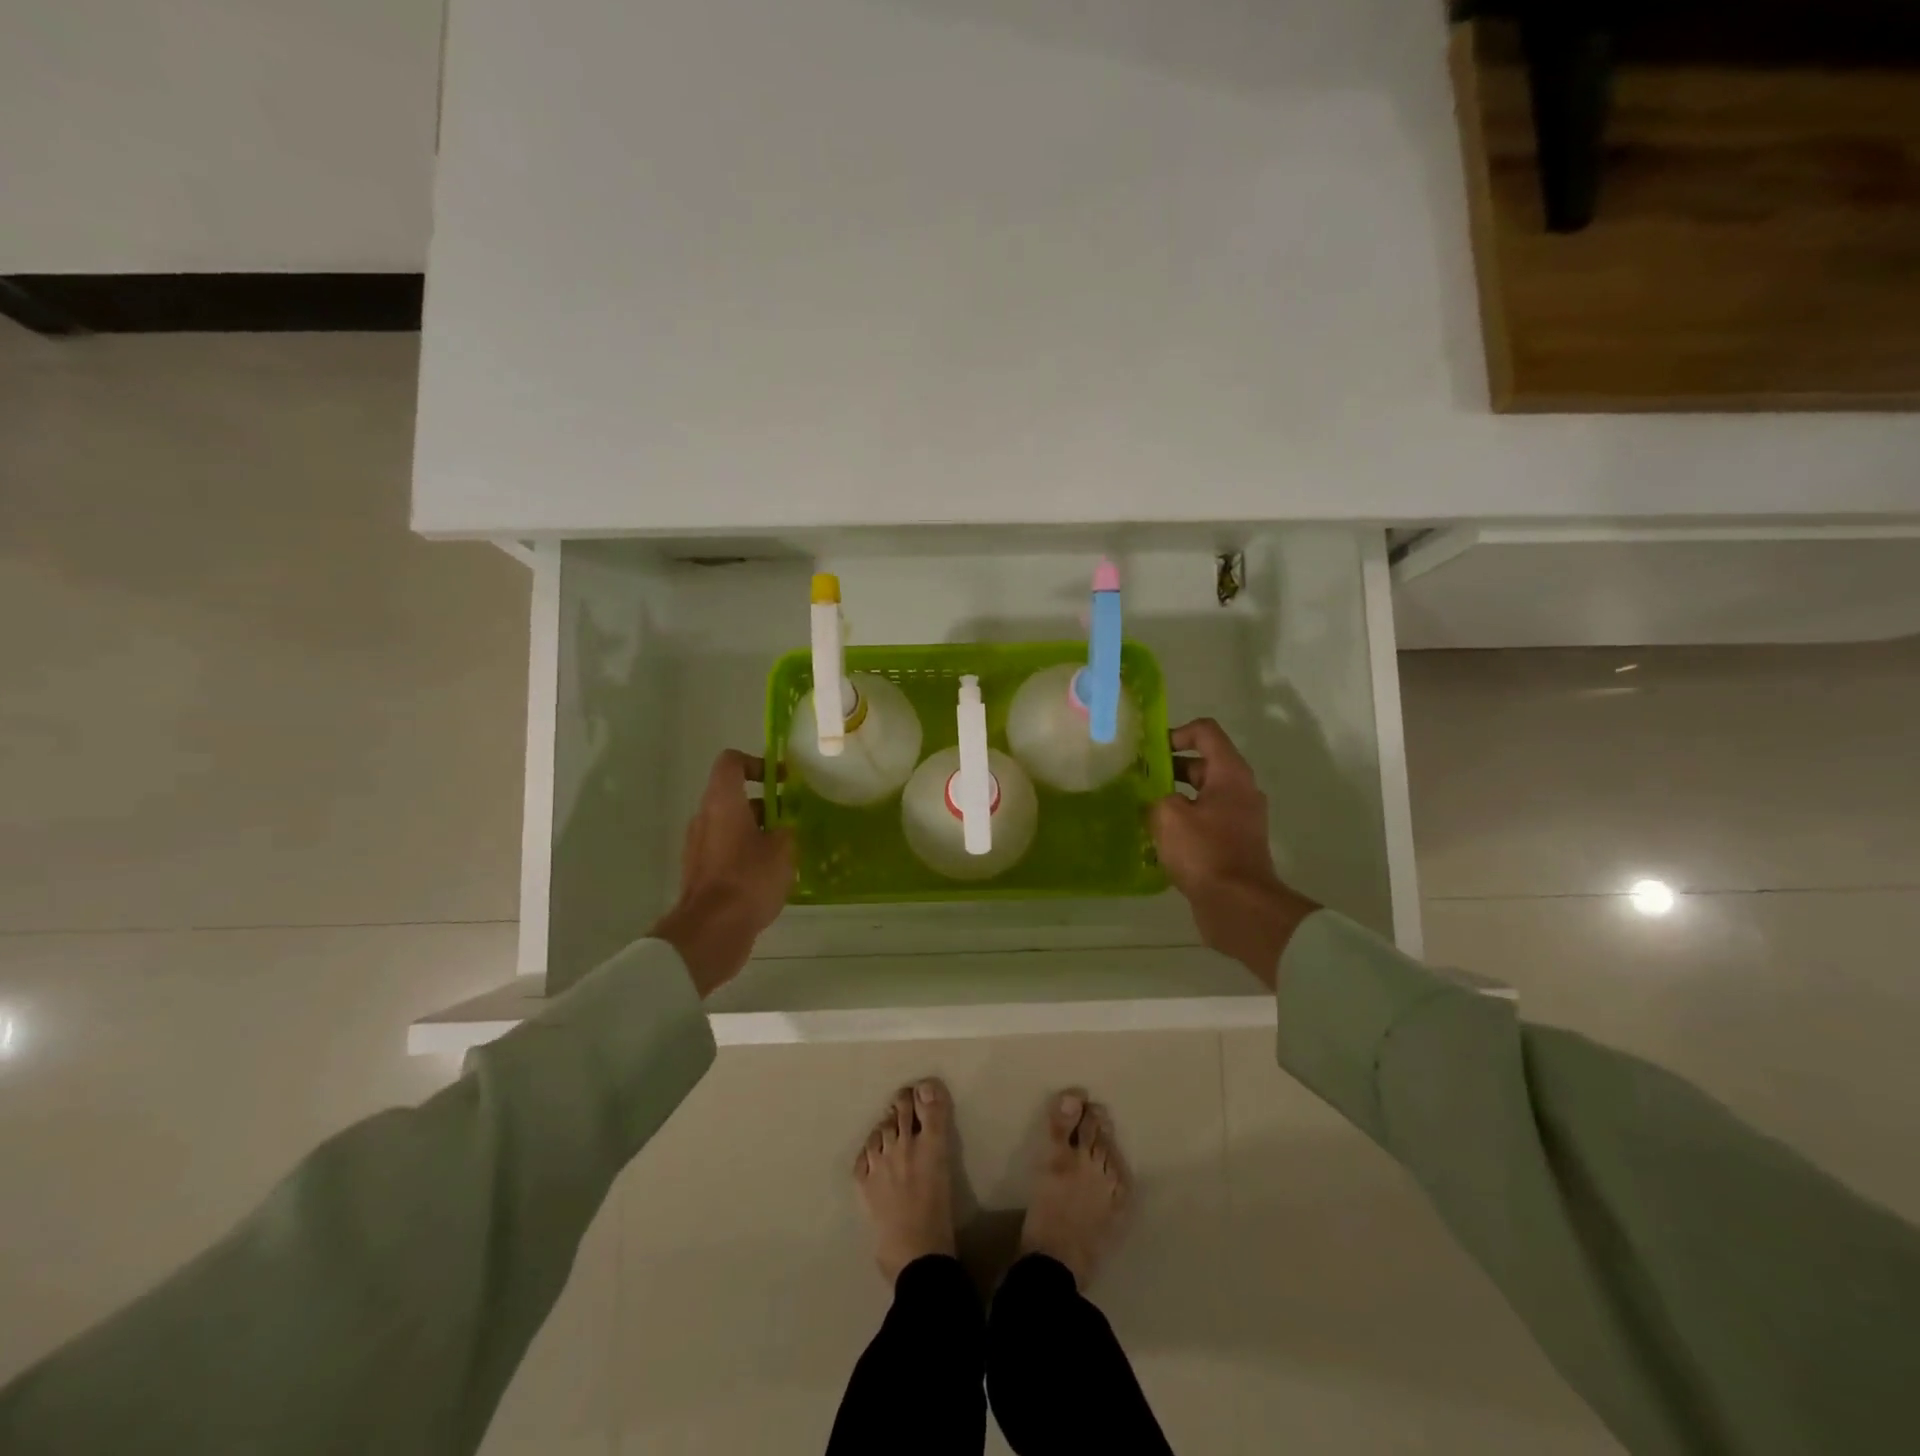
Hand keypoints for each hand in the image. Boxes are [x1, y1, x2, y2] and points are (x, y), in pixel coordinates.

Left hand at [649, 750, 795, 996]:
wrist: (711, 931)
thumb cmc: (749, 880)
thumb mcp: (783, 850)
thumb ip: (787, 829)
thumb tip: (784, 828)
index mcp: (722, 802)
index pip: (731, 762)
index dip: (757, 763)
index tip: (782, 780)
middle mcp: (705, 817)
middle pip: (733, 796)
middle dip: (765, 804)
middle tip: (793, 819)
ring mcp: (699, 846)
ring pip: (731, 825)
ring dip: (757, 831)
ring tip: (787, 850)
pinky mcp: (700, 872)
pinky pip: (726, 851)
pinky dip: (746, 854)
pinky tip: (771, 875)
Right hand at [1150, 719, 1317, 987]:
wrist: (1238, 906)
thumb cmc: (1205, 851)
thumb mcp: (1168, 815)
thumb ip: (1156, 797)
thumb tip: (1155, 800)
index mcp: (1230, 773)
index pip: (1205, 732)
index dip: (1176, 733)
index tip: (1150, 751)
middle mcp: (1240, 791)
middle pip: (1203, 764)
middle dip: (1170, 768)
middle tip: (1139, 780)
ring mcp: (1240, 819)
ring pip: (1202, 795)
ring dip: (1174, 797)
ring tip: (1143, 810)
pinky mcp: (1234, 845)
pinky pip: (1206, 822)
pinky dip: (1184, 822)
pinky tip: (1158, 838)